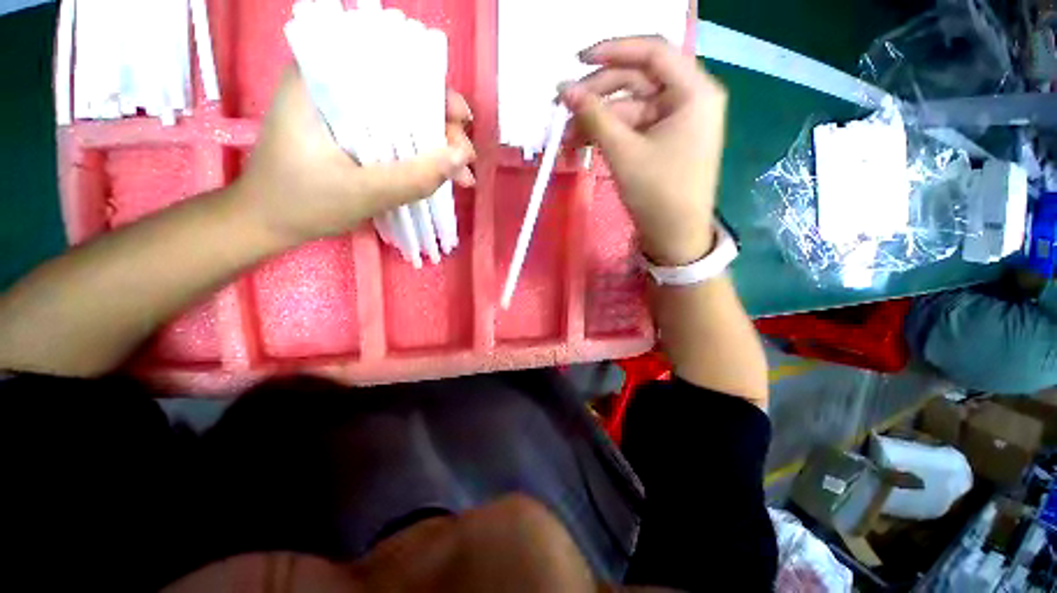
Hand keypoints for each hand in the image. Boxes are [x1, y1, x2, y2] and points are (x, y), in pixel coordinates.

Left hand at [235, 66, 475, 245]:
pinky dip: (419, 155)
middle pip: (402, 93)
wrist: (267, 223)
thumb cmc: (301, 203)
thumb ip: (413, 177)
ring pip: (402, 118)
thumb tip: (461, 158)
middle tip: (464, 158)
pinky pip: (393, 137)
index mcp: (322, 81)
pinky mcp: (350, 134)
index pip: (389, 65)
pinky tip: (438, 175)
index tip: (460, 120)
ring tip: (460, 175)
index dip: (433, 89)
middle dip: (441, 125)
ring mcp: (343, 112)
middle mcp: (333, 86)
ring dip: (435, 145)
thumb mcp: (362, 193)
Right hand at [560, 37, 726, 265]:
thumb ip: (594, 117)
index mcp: (693, 92)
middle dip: (597, 95)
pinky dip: (607, 135)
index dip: (613, 50)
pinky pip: (631, 128)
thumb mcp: (624, 153)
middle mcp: (687, 99)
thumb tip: (563, 90)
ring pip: (629, 108)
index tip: (577, 61)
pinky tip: (582, 144)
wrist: (674, 237)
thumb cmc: (657, 194)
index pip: (652, 52)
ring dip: (597, 120)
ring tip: (566, 138)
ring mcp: (674, 122)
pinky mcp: (662, 142)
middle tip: (563, 108)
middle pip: (637, 81)